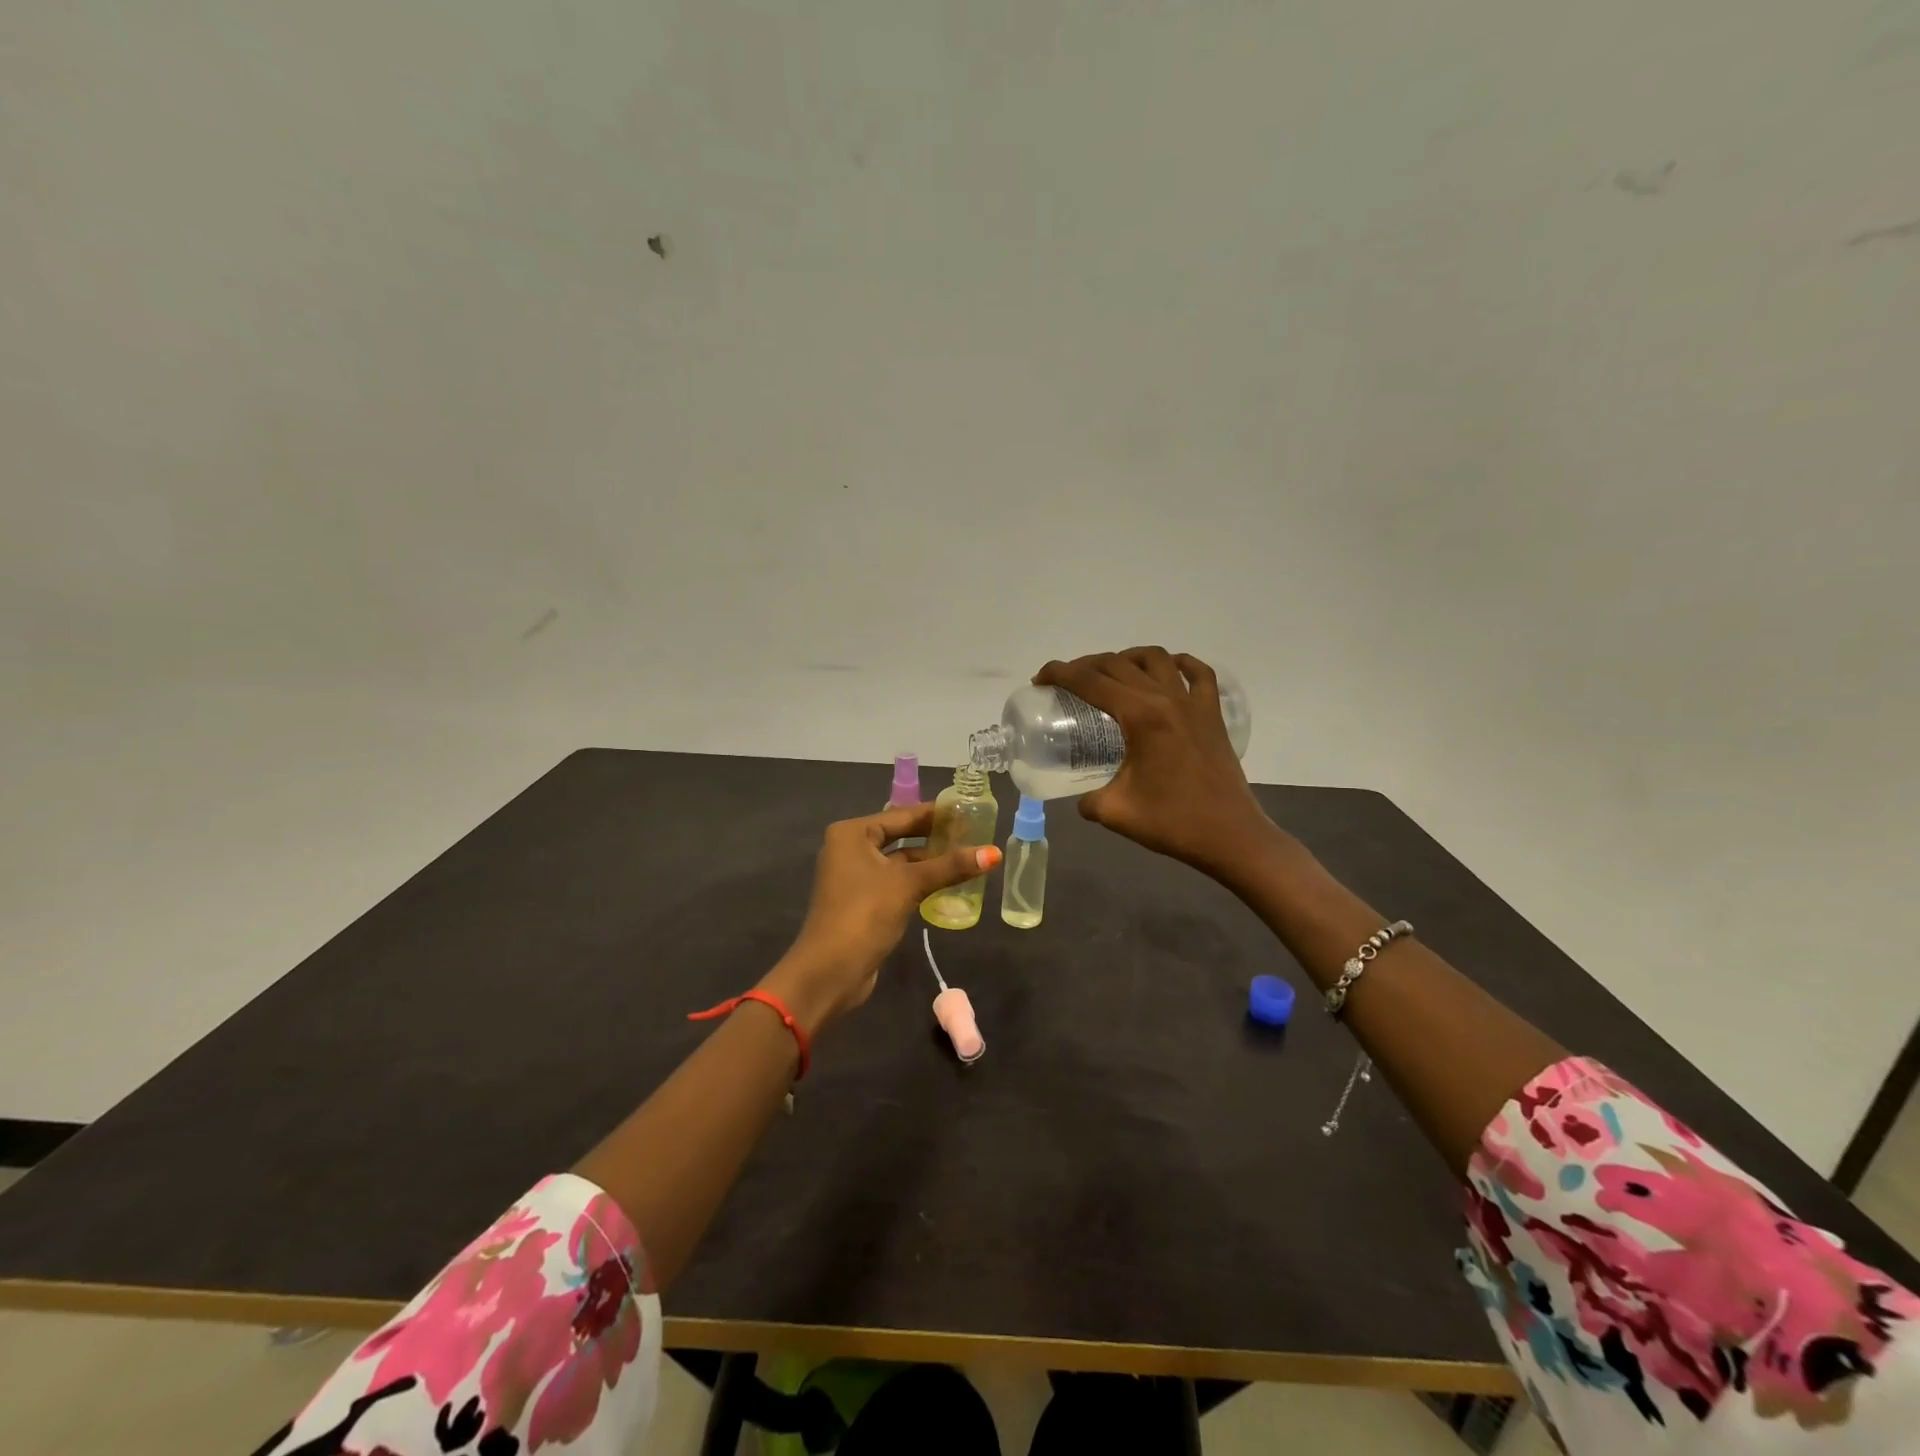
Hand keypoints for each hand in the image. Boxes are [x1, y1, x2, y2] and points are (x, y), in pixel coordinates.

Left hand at [763, 805, 1001, 1035]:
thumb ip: (950, 867)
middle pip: (900, 836)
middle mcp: (849, 849)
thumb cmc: (865, 913)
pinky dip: (918, 882)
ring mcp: (854, 877)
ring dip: (928, 863)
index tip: (967, 812)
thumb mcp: (909, 885)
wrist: (830, 971)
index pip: (902, 815)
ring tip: (966, 859)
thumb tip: (994, 853)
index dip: (935, 814)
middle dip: (934, 838)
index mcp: (852, 833)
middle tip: (972, 834)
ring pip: (898, 862)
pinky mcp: (862, 901)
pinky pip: (895, 882)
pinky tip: (946, 885)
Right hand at [1034, 647, 1274, 876]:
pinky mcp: (1212, 715)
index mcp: (1141, 717)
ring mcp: (1194, 703)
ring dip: (1126, 658)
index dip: (1059, 674)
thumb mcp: (1115, 811)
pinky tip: (1166, 671)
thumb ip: (1088, 800)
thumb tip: (1081, 797)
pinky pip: (1198, 674)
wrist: (1231, 836)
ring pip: (1156, 658)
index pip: (1090, 681)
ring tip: (1110, 674)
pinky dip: (1178, 664)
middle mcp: (1166, 699)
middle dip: (1084, 666)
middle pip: (1117, 664)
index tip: (1039, 680)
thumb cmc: (1172, 823)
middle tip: (1065, 683)